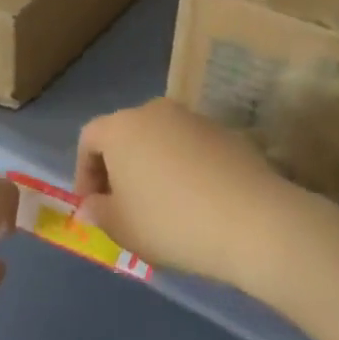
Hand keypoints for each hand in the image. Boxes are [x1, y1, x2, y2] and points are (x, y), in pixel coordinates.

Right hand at [74, 98, 291, 283]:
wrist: (254, 222)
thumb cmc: (171, 223)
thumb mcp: (121, 227)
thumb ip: (98, 212)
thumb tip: (92, 204)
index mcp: (121, 128)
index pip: (89, 139)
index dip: (84, 172)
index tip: (93, 205)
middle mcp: (156, 112)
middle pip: (126, 134)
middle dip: (118, 167)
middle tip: (123, 205)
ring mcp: (196, 119)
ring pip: (161, 140)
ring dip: (153, 167)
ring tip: (162, 205)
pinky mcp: (229, 134)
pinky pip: (193, 149)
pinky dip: (186, 169)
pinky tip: (197, 202)